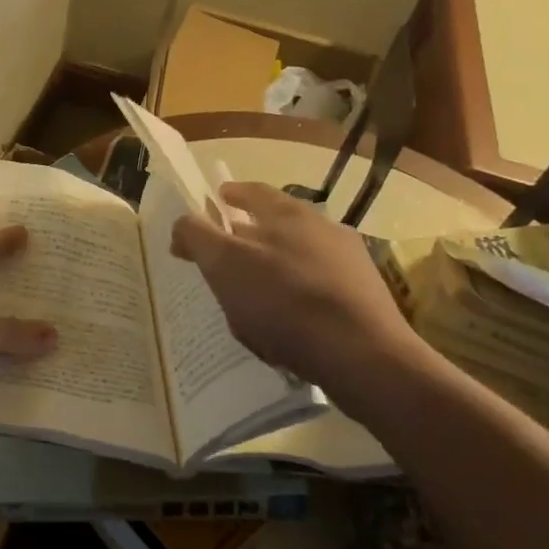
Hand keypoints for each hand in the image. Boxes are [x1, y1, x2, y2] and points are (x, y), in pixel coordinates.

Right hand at [170, 182, 419, 396]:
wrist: (364, 357)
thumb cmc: (285, 302)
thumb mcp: (225, 265)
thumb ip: (198, 237)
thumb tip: (183, 223)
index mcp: (288, 213)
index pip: (252, 191)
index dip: (228, 195)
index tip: (213, 202)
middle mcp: (323, 228)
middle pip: (275, 225)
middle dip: (247, 237)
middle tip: (222, 259)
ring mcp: (349, 263)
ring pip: (297, 259)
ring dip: (272, 271)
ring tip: (250, 300)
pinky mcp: (363, 299)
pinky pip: (316, 291)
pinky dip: (295, 300)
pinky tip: (283, 328)